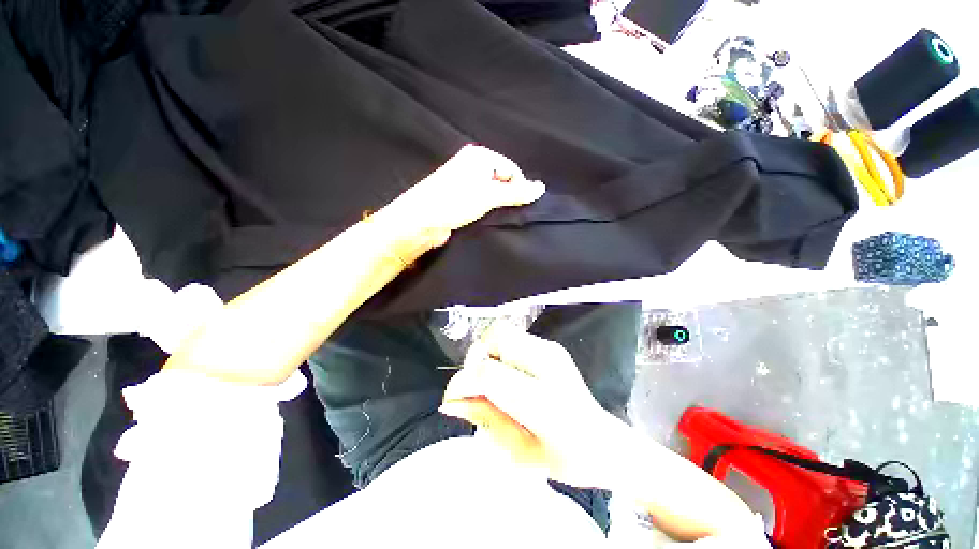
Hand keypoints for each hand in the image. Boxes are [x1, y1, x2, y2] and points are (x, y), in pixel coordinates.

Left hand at [383, 144, 545, 246]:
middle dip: (507, 196)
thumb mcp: (489, 196)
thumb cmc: (454, 201)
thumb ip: (516, 193)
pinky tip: (485, 217)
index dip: (519, 187)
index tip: (520, 205)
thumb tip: (541, 188)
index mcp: (480, 157)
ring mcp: (465, 182)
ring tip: (494, 215)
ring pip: (492, 193)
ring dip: (497, 205)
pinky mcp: (460, 198)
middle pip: (502, 180)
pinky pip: (481, 201)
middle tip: (505, 211)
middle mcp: (472, 166)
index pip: (511, 169)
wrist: (420, 221)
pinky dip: (487, 209)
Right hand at [439, 326, 627, 487]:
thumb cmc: (564, 457)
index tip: (453, 398)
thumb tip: (450, 402)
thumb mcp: (518, 450)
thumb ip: (484, 418)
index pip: (489, 373)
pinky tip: (505, 374)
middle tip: (474, 385)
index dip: (463, 382)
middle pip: (496, 338)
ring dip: (487, 353)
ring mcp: (551, 350)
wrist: (602, 442)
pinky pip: (513, 337)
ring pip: (503, 332)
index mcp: (543, 400)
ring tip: (489, 380)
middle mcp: (548, 364)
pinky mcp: (551, 346)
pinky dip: (499, 352)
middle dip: (476, 359)